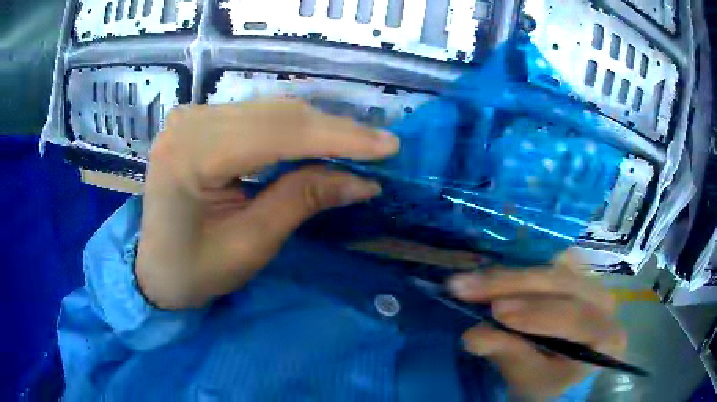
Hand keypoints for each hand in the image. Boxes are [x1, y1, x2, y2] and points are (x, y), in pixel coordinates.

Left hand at [136, 100, 399, 309]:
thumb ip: (302, 200)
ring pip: (271, 110)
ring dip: (318, 129)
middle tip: (381, 147)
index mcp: (190, 154)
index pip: (277, 133)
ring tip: (359, 146)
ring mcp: (192, 116)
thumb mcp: (250, 244)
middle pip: (276, 114)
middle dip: (335, 131)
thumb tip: (362, 180)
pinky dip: (294, 130)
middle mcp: (189, 121)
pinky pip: (258, 117)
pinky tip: (320, 141)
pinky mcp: (200, 121)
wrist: (153, 269)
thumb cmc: (193, 271)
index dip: (338, 137)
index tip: (388, 146)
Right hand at [448, 253, 626, 398]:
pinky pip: (551, 264)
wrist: (565, 376)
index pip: (575, 318)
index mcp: (606, 336)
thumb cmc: (551, 386)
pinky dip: (522, 269)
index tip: (495, 312)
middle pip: (562, 284)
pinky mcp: (578, 277)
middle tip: (468, 287)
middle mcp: (605, 303)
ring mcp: (593, 285)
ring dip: (512, 275)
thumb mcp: (530, 381)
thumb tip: (473, 336)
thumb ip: (510, 357)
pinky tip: (497, 275)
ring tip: (474, 281)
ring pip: (554, 269)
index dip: (536, 313)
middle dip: (513, 285)